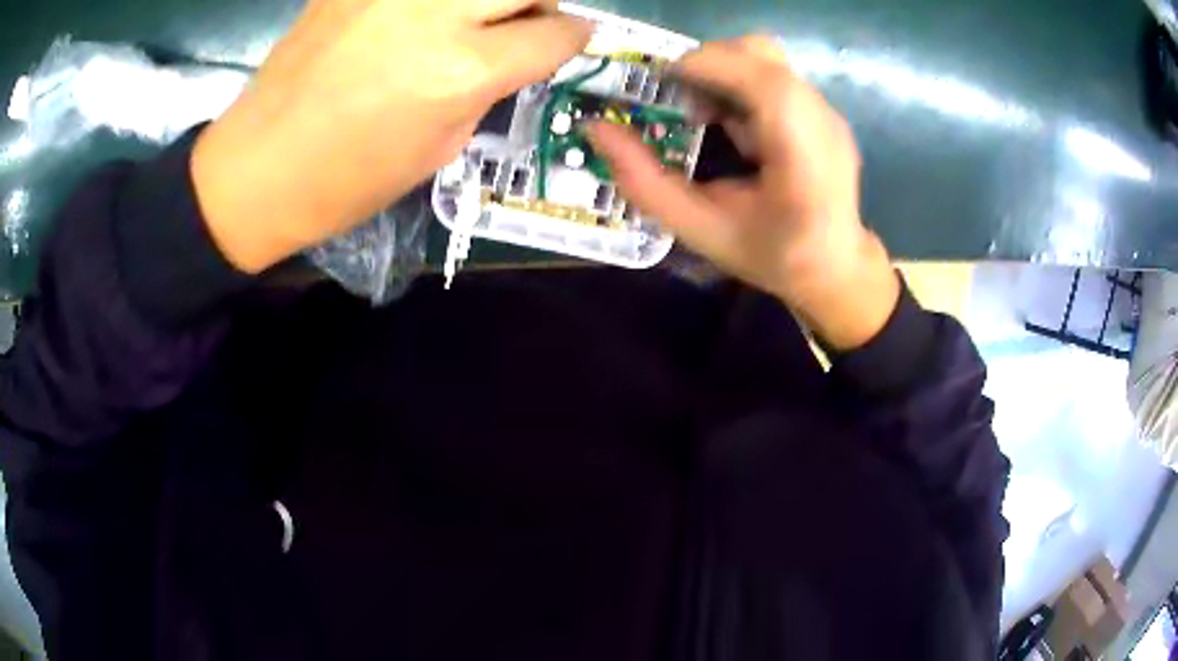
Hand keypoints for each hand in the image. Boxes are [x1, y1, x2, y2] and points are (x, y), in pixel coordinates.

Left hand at [192, 0, 591, 272]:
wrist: (258, 167)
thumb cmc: (348, 180)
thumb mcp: (439, 147)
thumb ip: (489, 88)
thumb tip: (517, 53)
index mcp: (460, 70)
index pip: (554, 32)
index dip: (571, 39)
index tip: (568, 41)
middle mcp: (432, 13)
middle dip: (540, 2)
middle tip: (524, 22)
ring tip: (470, 19)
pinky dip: (433, 2)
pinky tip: (415, 19)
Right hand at [588, 35, 899, 350]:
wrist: (836, 267)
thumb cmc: (772, 256)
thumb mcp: (701, 231)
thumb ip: (645, 182)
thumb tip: (595, 129)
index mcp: (805, 160)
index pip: (766, 83)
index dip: (707, 65)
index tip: (660, 82)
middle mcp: (823, 123)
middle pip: (761, 54)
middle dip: (705, 64)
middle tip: (677, 100)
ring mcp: (827, 112)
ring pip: (764, 58)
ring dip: (720, 73)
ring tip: (703, 115)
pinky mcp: (821, 109)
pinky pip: (770, 73)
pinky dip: (737, 83)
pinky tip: (729, 123)